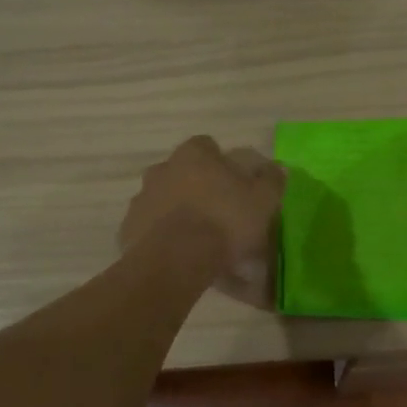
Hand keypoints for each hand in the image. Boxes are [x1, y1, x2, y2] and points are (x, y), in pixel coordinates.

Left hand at [121, 136, 285, 305]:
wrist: (176, 261)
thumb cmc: (224, 222)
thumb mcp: (263, 201)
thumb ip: (272, 180)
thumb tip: (277, 167)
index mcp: (194, 155)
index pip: (207, 145)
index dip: (221, 162)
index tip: (234, 183)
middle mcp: (162, 169)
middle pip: (182, 172)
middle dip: (197, 186)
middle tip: (217, 211)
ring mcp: (141, 199)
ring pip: (163, 199)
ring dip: (178, 211)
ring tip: (198, 238)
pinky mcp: (128, 230)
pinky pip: (150, 228)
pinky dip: (163, 236)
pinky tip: (180, 255)